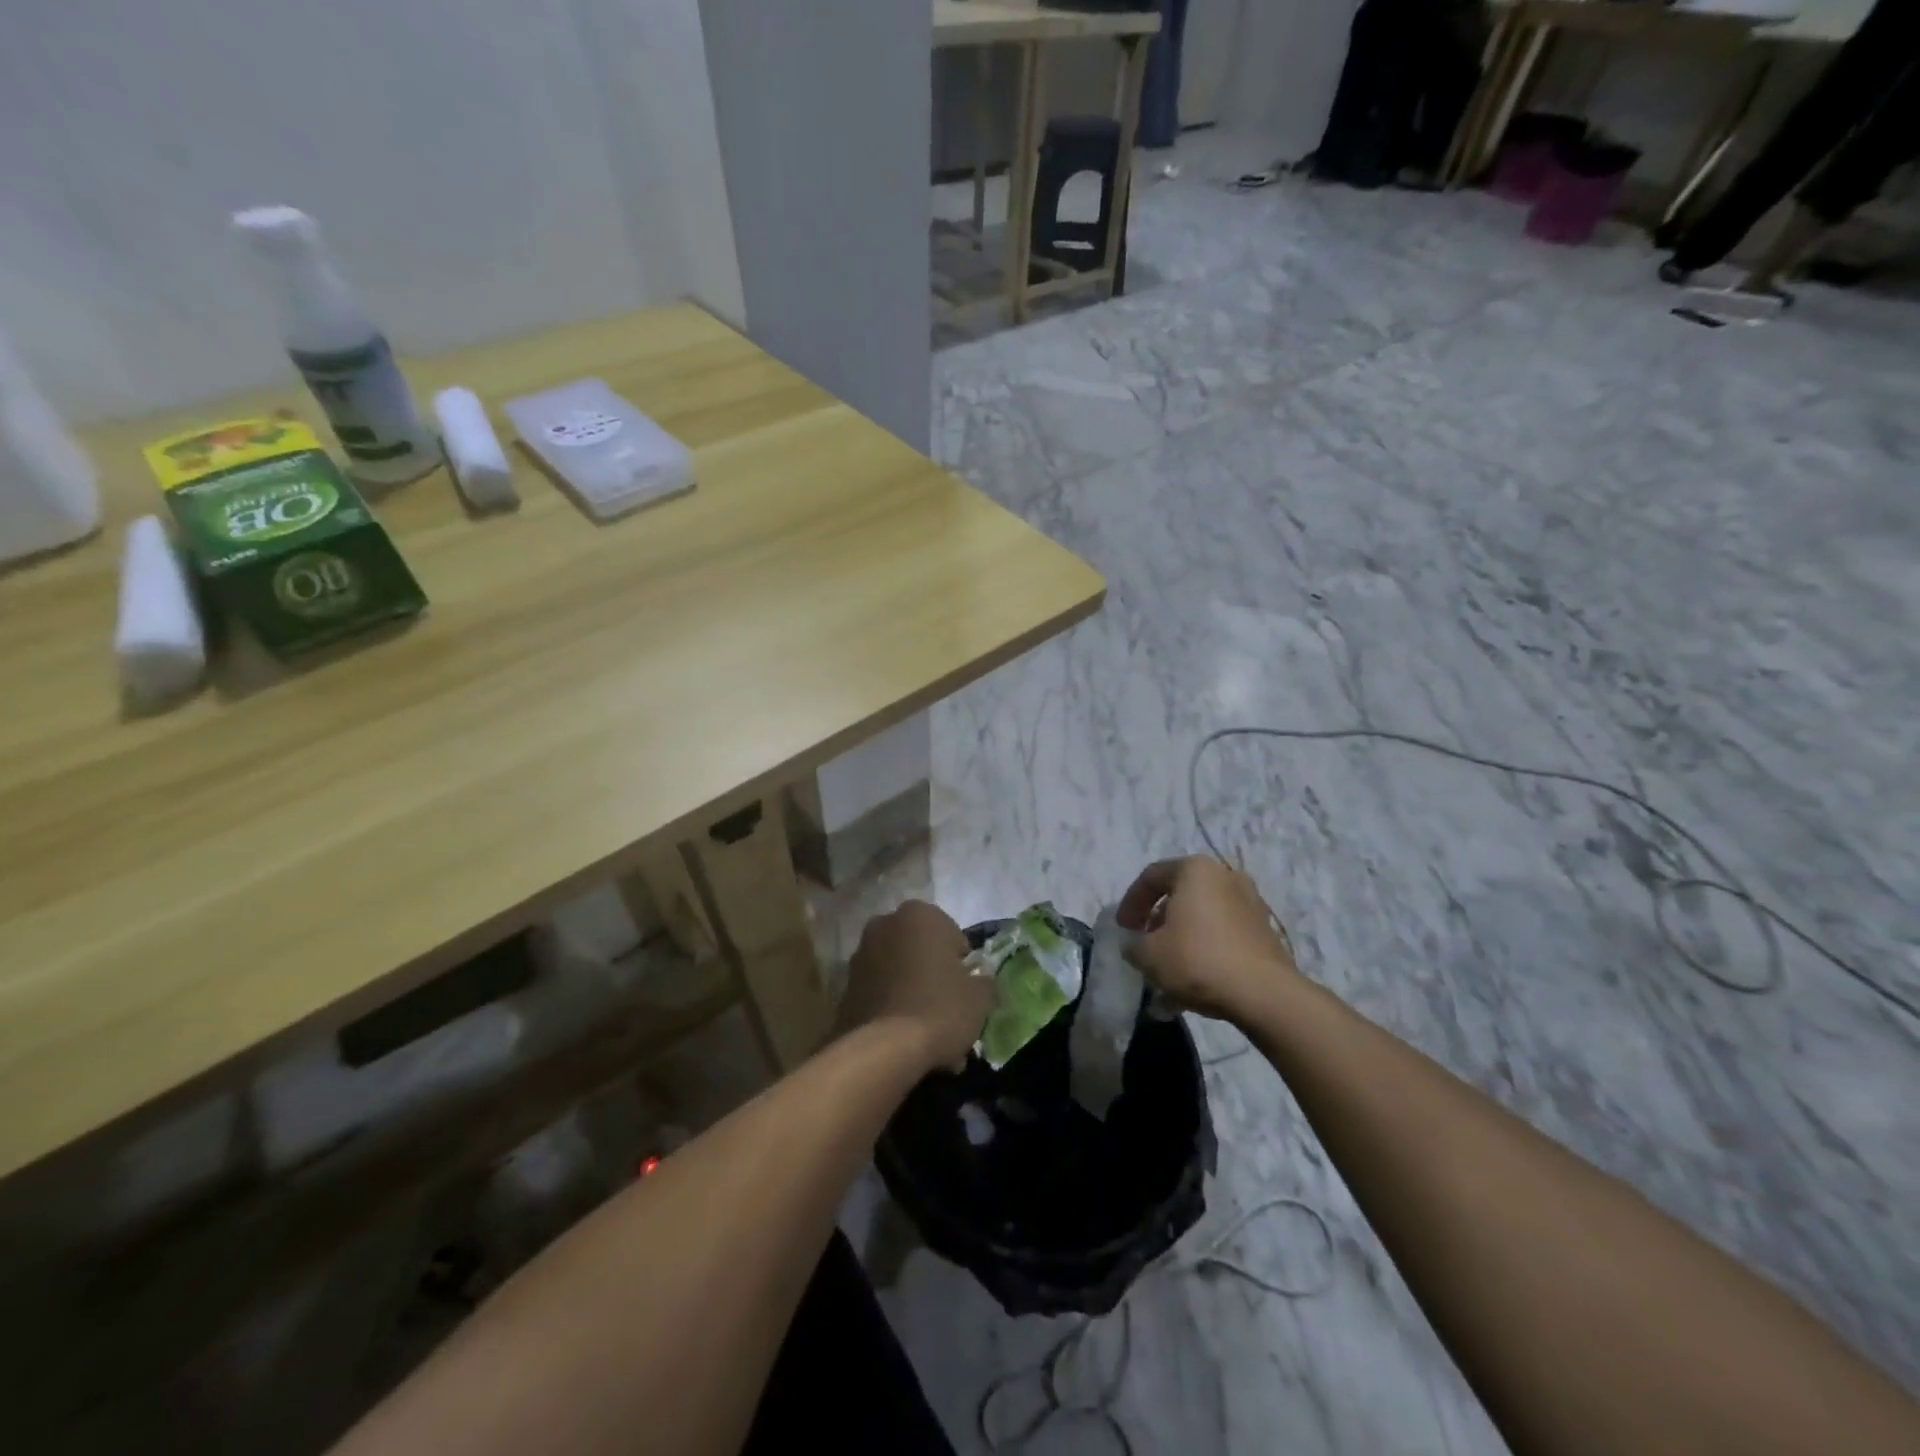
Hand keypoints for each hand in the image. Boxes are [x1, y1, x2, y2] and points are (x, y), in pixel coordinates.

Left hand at [839, 901, 994, 1070]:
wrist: (884, 1050)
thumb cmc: (940, 1008)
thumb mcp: (980, 996)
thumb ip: (985, 982)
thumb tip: (981, 983)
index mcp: (920, 914)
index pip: (952, 936)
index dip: (962, 966)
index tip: (966, 992)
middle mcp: (885, 924)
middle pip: (921, 953)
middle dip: (934, 978)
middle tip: (949, 1014)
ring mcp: (860, 955)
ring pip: (900, 975)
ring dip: (913, 996)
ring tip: (928, 1038)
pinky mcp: (845, 987)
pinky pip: (880, 995)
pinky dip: (893, 1011)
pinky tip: (906, 1043)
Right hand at [1117, 857, 1297, 1024]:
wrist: (1264, 994)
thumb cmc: (1197, 960)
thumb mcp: (1148, 955)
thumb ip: (1133, 945)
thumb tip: (1135, 945)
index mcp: (1195, 870)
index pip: (1151, 877)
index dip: (1130, 903)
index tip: (1122, 929)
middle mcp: (1225, 877)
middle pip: (1179, 896)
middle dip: (1158, 923)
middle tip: (1145, 946)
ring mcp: (1250, 903)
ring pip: (1202, 918)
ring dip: (1181, 940)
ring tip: (1167, 972)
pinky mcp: (1264, 931)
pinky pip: (1223, 936)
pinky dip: (1204, 952)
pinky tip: (1192, 984)